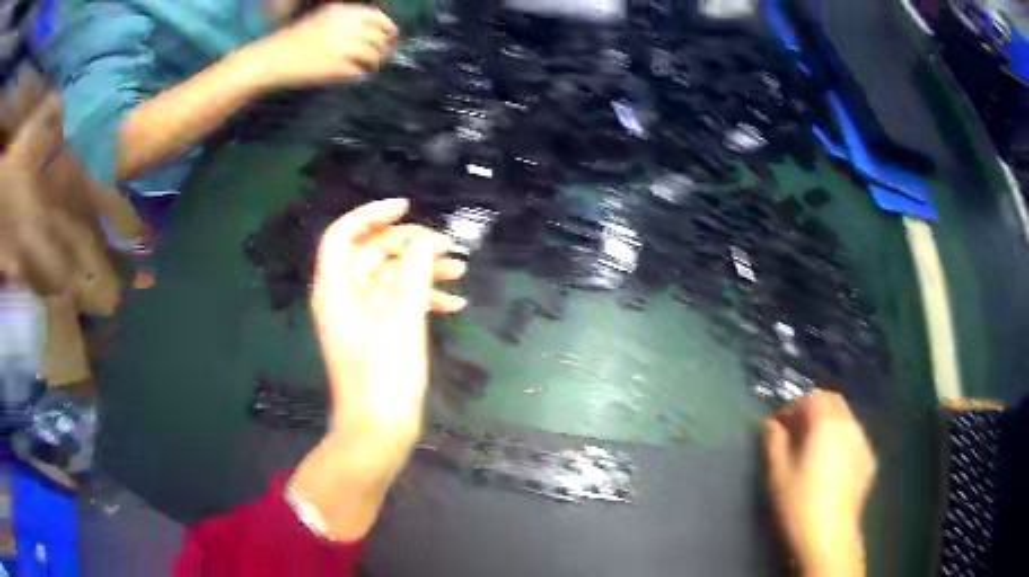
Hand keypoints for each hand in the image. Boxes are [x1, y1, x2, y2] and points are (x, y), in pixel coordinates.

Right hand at [241, 4, 397, 90]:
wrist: (273, 59)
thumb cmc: (294, 41)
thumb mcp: (323, 20)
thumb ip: (347, 23)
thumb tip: (373, 33)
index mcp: (345, 12)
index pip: (379, 19)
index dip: (388, 29)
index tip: (390, 38)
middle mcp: (349, 26)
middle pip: (381, 39)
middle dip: (383, 49)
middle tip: (379, 57)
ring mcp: (346, 46)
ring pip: (374, 57)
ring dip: (373, 64)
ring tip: (365, 68)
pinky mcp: (340, 67)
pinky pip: (359, 73)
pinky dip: (358, 75)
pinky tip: (350, 75)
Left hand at [312, 198, 464, 447]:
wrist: (378, 432)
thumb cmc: (384, 376)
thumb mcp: (403, 318)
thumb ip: (414, 271)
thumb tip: (425, 239)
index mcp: (336, 289)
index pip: (344, 234)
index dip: (372, 215)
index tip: (407, 208)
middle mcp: (343, 298)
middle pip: (372, 254)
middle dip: (410, 246)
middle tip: (447, 247)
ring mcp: (360, 318)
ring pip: (390, 279)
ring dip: (423, 272)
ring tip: (461, 271)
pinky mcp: (376, 335)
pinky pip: (397, 305)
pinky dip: (423, 300)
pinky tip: (454, 306)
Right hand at [764, 390, 875, 576]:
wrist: (830, 536)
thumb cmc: (800, 504)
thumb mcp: (778, 474)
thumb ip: (774, 443)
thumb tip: (772, 424)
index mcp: (827, 424)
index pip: (813, 397)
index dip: (794, 405)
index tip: (779, 424)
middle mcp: (849, 425)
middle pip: (833, 402)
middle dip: (813, 408)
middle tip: (796, 430)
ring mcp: (863, 442)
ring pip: (846, 419)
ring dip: (829, 423)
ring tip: (813, 448)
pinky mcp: (869, 461)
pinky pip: (855, 438)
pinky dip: (841, 440)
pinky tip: (831, 464)